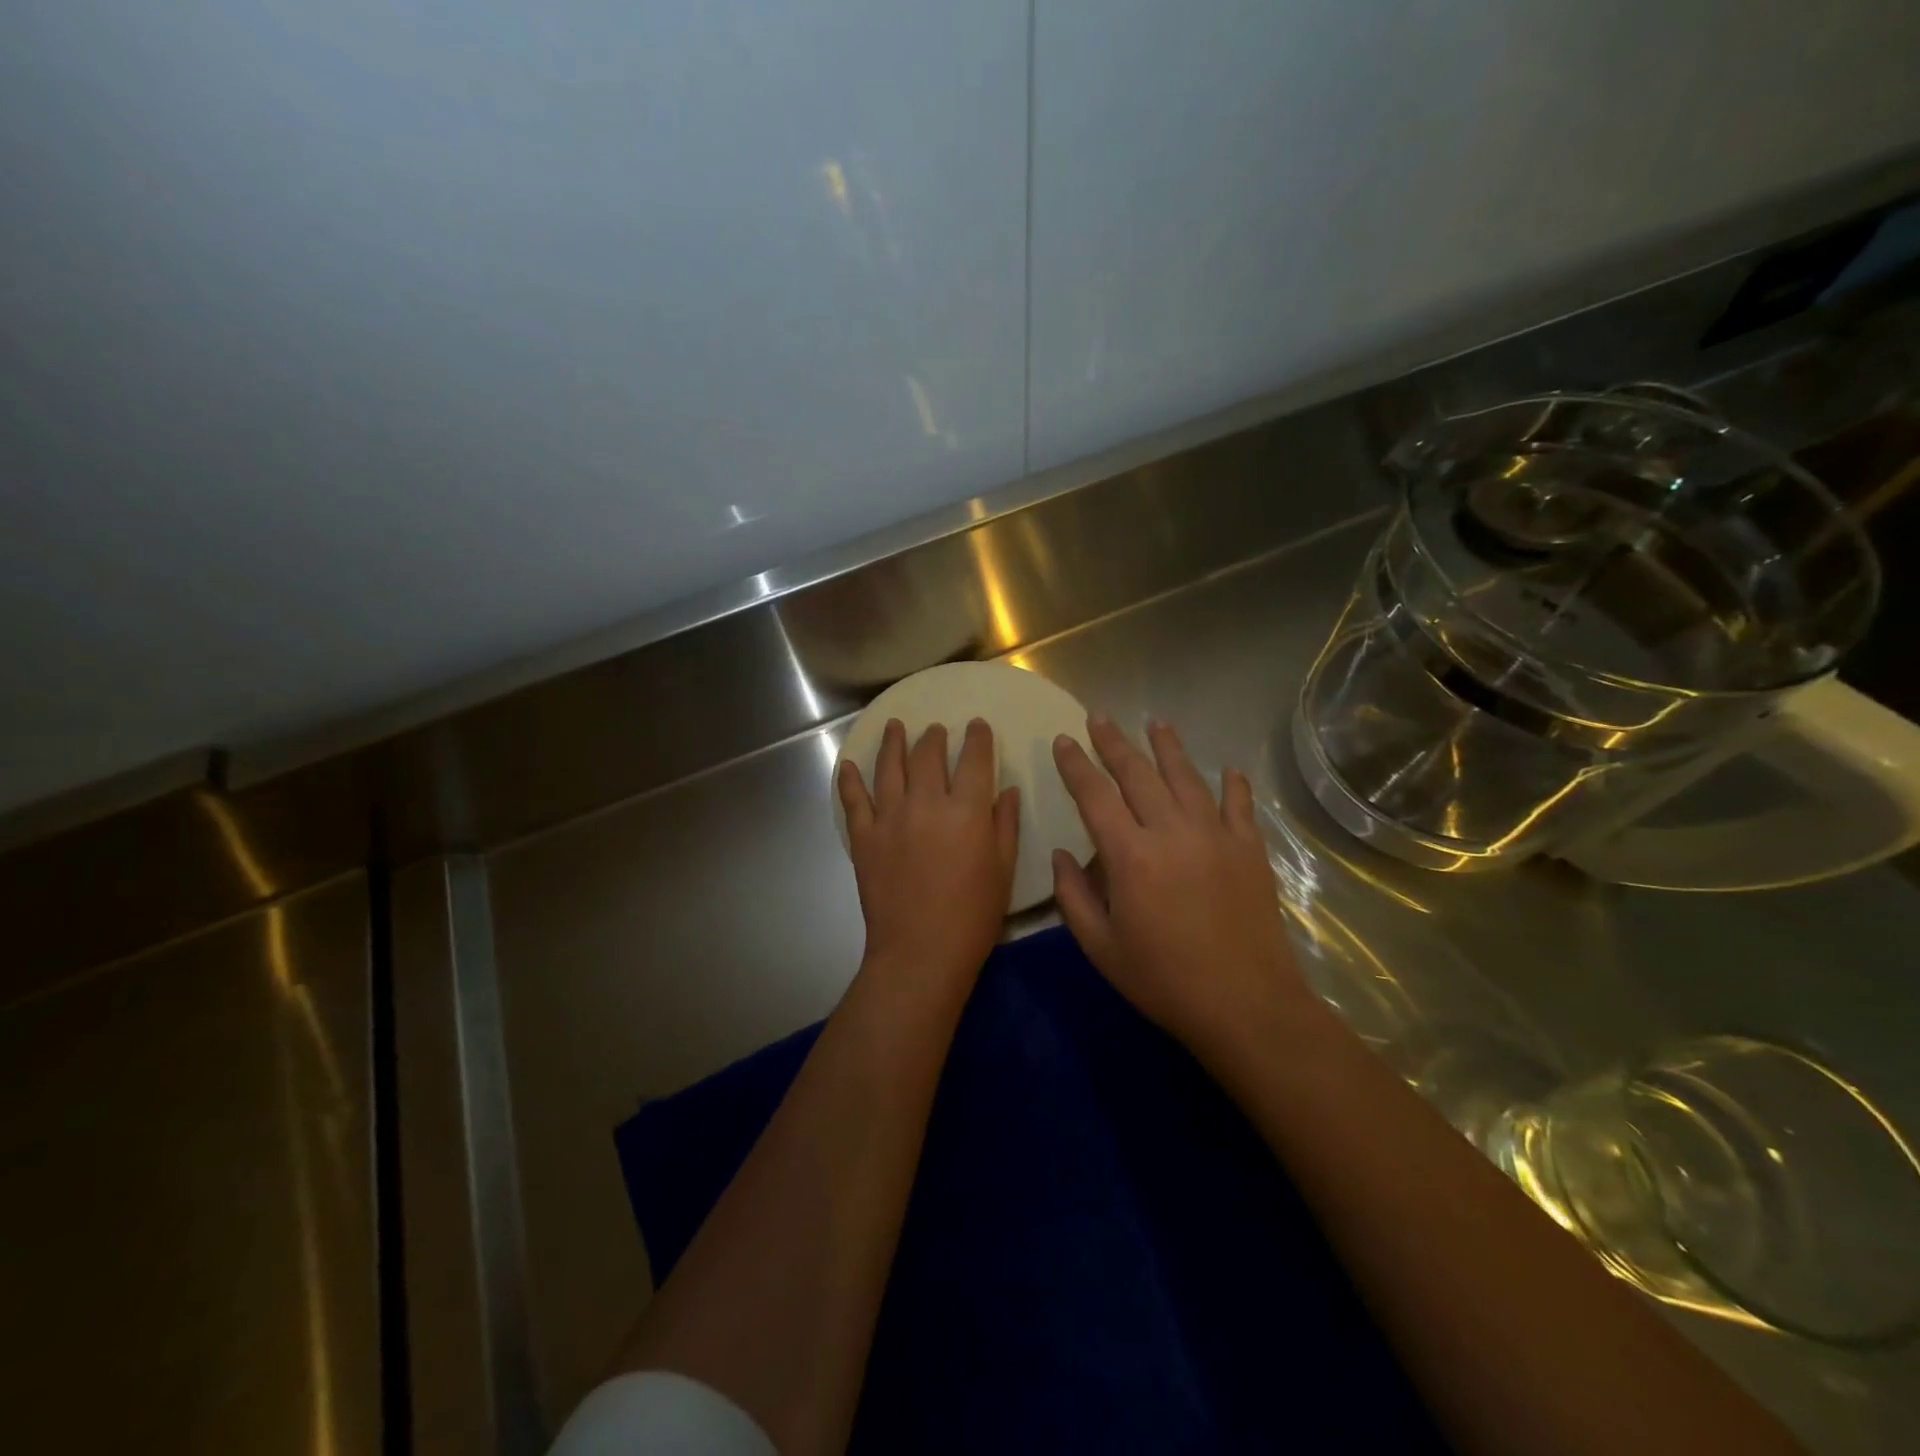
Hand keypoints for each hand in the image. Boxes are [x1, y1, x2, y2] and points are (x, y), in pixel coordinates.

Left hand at [838, 717, 1020, 991]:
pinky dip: (849, 780)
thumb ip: (1005, 825)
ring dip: (893, 743)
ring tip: (895, 726)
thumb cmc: (972, 916)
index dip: (977, 738)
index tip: (978, 725)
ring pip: (888, 768)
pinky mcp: (863, 838)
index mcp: (966, 810)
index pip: (973, 759)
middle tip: (936, 729)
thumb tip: (1007, 790)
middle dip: (934, 737)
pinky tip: (848, 764)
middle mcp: (925, 803)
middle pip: (927, 756)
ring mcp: (889, 818)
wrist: (921, 952)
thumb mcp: (1003, 870)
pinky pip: (853, 800)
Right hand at [1050, 715, 1308, 1056]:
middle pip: (1138, 774)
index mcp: (1130, 856)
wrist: (1246, 1005)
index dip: (1075, 765)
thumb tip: (1061, 855)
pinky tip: (1227, 770)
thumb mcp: (1101, 948)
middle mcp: (1171, 832)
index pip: (1095, 795)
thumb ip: (1073, 897)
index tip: (1063, 740)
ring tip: (1155, 722)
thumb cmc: (1164, 981)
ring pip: (1186, 777)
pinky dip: (1232, 784)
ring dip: (1167, 747)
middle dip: (1114, 743)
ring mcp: (1216, 836)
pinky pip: (1238, 804)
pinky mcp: (1249, 849)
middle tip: (1099, 717)